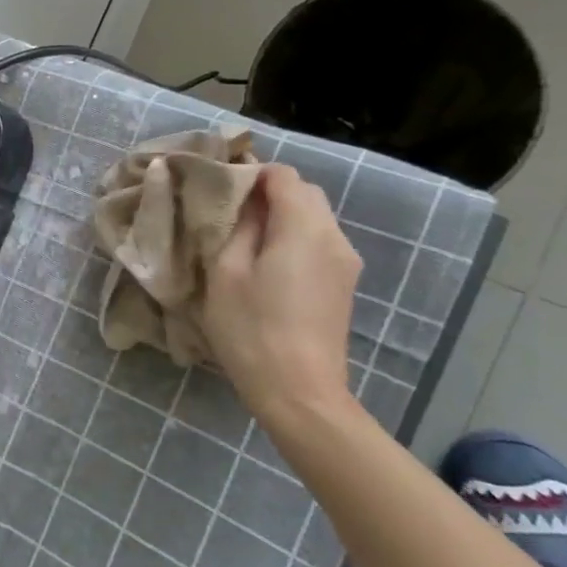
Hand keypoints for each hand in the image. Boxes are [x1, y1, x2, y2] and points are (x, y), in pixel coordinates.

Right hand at [204, 163, 361, 418]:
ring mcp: (346, 262)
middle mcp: (334, 236)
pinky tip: (268, 264)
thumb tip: (244, 200)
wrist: (301, 393)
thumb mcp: (227, 272)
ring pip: (315, 218)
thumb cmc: (252, 330)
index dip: (251, 173)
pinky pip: (320, 242)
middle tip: (229, 213)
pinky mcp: (345, 285)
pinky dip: (294, 238)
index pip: (283, 175)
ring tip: (245, 239)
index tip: (220, 189)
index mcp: (304, 227)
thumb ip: (238, 226)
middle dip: (268, 192)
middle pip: (304, 193)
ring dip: (282, 216)